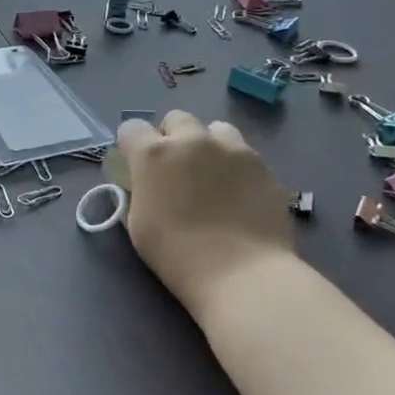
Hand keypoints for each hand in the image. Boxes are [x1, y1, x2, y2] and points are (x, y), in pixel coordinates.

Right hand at [118, 111, 297, 314]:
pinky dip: (236, 165)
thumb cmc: (178, 255)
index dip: (131, 146)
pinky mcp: (262, 165)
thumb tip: (142, 185)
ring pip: (215, 129)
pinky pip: (243, 152)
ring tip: (213, 174)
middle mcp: (192, 140)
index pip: (131, 128)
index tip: (136, 167)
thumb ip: (137, 193)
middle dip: (172, 138)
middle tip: (176, 169)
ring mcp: (232, 148)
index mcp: (153, 154)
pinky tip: (240, 193)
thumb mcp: (138, 225)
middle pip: (176, 119)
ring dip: (208, 144)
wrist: (243, 275)